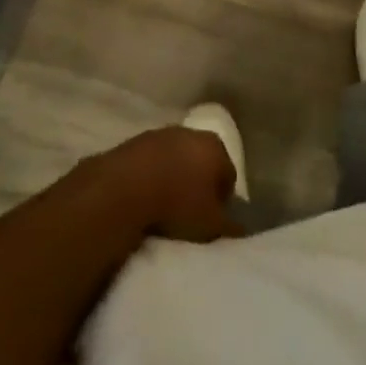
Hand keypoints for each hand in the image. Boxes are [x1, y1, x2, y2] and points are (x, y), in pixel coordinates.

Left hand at [99, 127, 244, 242]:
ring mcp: (163, 133)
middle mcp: (193, 133)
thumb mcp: (210, 226)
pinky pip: (151, 161)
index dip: (222, 201)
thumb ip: (230, 228)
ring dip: (173, 178)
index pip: (228, 176)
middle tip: (188, 213)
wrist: (124, 188)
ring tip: (163, 207)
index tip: (210, 221)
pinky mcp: (136, 140)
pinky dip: (151, 176)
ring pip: (176, 159)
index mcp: (216, 148)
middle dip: (198, 184)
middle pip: (202, 162)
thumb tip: (241, 230)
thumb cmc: (177, 204)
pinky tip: (143, 197)